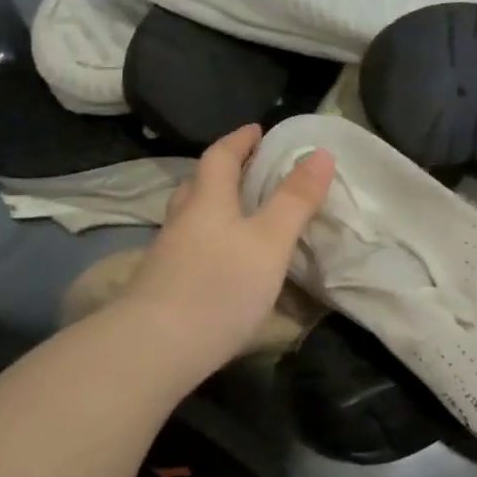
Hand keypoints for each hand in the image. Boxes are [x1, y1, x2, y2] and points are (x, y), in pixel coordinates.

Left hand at [123, 125, 334, 372]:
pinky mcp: (163, 284)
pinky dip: (207, 239)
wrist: (156, 347)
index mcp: (207, 199)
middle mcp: (182, 219)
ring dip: (213, 206)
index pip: (220, 156)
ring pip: (190, 216)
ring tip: (239, 213)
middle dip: (224, 171)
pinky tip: (221, 260)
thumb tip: (320, 153)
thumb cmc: (220, 286)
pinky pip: (188, 246)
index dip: (240, 140)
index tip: (258, 130)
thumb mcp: (269, 241)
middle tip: (250, 169)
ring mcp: (167, 253)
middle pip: (199, 183)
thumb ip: (295, 200)